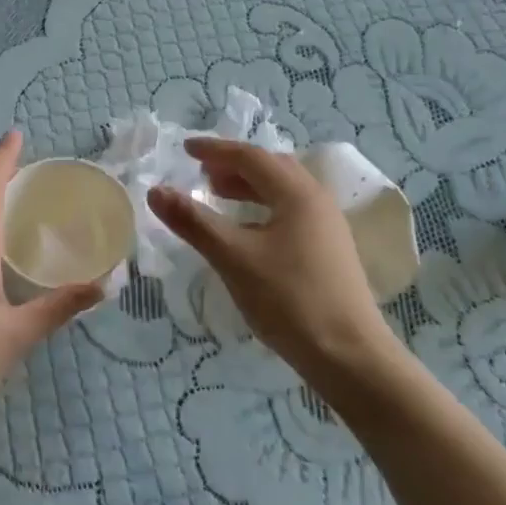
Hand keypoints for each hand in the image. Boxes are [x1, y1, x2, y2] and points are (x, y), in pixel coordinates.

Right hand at [147, 139, 394, 377]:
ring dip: (249, 187)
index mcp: (297, 193)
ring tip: (219, 197)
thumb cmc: (289, 300)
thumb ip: (194, 222)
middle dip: (234, 166)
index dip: (215, 150)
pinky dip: (262, 209)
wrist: (348, 355)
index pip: (251, 157)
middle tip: (203, 174)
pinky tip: (246, 232)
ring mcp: (327, 227)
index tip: (185, 149)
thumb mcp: (233, 258)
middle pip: (271, 168)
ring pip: (283, 192)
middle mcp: (316, 201)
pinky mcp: (329, 250)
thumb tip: (156, 191)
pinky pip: (290, 213)